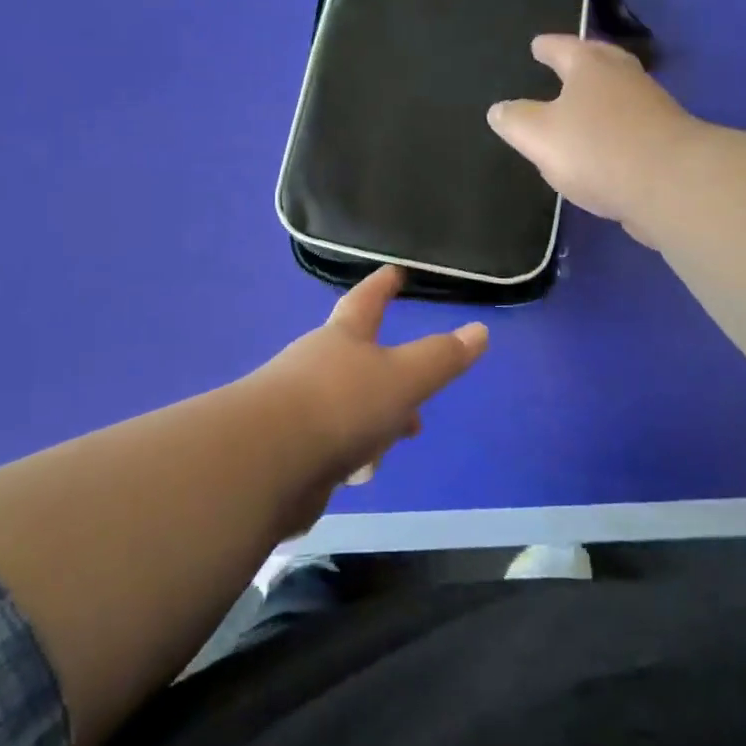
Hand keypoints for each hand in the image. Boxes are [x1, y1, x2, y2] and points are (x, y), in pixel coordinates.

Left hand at [252, 266, 486, 531]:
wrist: (265, 463)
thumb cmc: (341, 404)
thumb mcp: (403, 378)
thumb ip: (441, 358)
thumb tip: (480, 330)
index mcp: (343, 338)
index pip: (367, 301)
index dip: (383, 285)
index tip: (394, 271)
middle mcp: (317, 365)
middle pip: (359, 361)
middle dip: (389, 376)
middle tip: (414, 396)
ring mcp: (298, 407)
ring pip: (347, 407)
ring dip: (372, 423)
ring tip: (391, 443)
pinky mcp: (288, 449)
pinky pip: (330, 446)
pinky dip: (349, 455)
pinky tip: (356, 475)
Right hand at [487, 34, 700, 241]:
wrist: (671, 184)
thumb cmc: (596, 148)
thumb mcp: (538, 136)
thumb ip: (515, 120)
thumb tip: (499, 110)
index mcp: (590, 66)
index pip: (563, 47)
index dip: (546, 47)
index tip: (536, 45)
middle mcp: (623, 76)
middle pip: (599, 61)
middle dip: (581, 62)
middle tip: (565, 63)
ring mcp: (651, 106)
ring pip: (619, 92)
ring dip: (601, 95)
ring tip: (581, 106)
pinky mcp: (666, 139)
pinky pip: (631, 124)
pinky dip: (615, 127)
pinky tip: (604, 144)